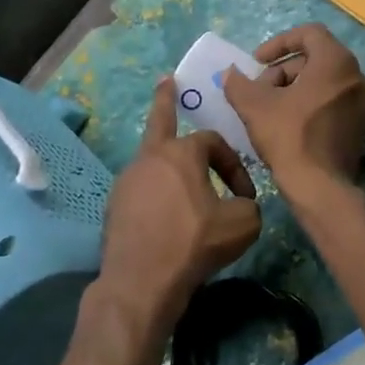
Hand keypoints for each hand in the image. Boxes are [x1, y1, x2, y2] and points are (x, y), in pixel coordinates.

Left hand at [95, 77, 261, 337]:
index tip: (245, 196)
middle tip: (166, 81)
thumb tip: (241, 205)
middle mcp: (148, 159)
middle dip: (165, 99)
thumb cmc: (195, 244)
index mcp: (180, 153)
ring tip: (181, 175)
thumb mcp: (243, 224)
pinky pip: (142, 190)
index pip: (214, 142)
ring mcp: (126, 182)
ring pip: (152, 161)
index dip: (234, 165)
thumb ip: (250, 206)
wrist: (142, 283)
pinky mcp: (114, 208)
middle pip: (159, 122)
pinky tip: (167, 215)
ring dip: (169, 163)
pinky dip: (157, 194)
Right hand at [222, 23, 364, 196]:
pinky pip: (331, 102)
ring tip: (269, 111)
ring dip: (293, 89)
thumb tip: (230, 73)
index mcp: (336, 62)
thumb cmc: (288, 136)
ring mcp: (361, 102)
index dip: (278, 43)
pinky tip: (288, 126)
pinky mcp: (359, 126)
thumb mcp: (254, 106)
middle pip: (314, 59)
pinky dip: (309, 105)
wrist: (319, 186)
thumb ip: (239, 83)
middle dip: (282, 71)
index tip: (257, 62)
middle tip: (259, 92)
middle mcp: (355, 76)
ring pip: (322, 82)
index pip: (309, 33)